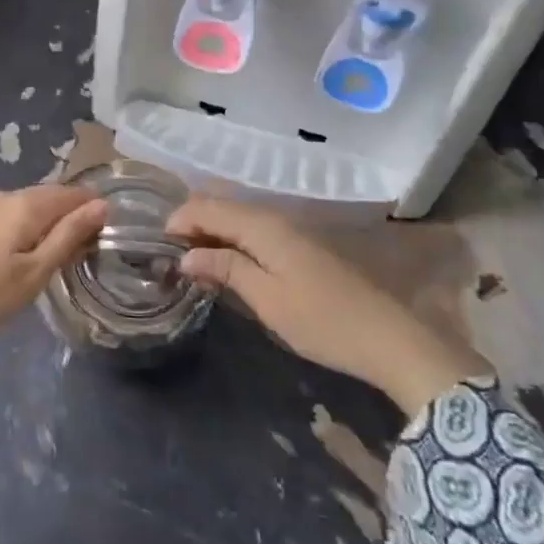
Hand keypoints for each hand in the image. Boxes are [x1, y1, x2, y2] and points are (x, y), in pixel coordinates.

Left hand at [0, 185, 106, 354]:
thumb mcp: (33, 274)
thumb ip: (68, 237)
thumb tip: (103, 205)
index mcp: (26, 204)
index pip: (73, 194)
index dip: (95, 210)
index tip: (111, 235)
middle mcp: (6, 196)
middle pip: (51, 198)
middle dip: (73, 217)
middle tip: (88, 251)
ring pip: (29, 208)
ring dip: (49, 225)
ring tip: (60, 257)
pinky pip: (10, 218)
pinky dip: (27, 231)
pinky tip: (25, 256)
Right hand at [170, 197, 485, 413]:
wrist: (387, 337)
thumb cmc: (321, 320)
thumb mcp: (266, 298)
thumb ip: (224, 269)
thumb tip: (184, 255)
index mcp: (261, 224)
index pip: (206, 206)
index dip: (178, 220)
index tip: (156, 247)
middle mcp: (273, 217)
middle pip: (221, 206)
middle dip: (191, 223)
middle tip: (168, 255)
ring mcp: (289, 230)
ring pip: (237, 218)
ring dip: (210, 233)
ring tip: (189, 261)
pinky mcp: (299, 247)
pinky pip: (253, 231)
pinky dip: (231, 241)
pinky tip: (224, 265)